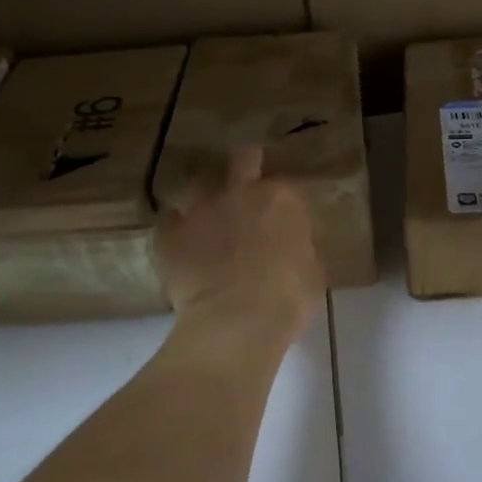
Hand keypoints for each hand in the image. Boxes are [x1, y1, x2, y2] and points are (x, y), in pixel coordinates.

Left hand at [156, 145, 325, 337]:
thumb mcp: (312, 270)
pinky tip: (181, 242)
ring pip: (197, 184)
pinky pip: (169, 222)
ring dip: (204, 196)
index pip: (285, 184)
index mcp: (280, 198)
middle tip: (246, 179)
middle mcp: (240, 192)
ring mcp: (200, 210)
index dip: (283, 198)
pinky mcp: (169, 235)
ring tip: (206, 213)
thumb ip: (299, 247)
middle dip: (245, 164)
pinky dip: (176, 229)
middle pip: (242, 159)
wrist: (237, 322)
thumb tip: (290, 245)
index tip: (283, 213)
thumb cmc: (288, 297)